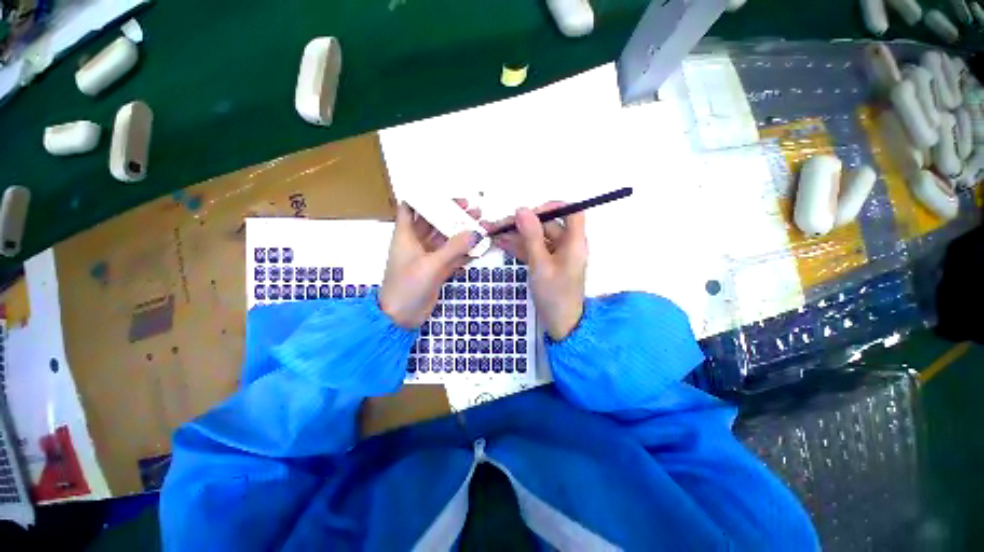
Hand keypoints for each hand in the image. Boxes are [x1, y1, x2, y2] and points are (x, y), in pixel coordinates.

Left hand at [380, 202, 482, 328]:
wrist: (402, 317)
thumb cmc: (407, 286)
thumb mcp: (431, 265)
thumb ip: (454, 248)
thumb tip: (475, 233)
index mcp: (406, 236)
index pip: (410, 209)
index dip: (422, 198)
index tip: (441, 192)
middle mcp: (417, 243)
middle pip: (434, 222)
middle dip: (451, 213)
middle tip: (471, 207)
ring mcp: (429, 257)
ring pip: (446, 239)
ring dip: (461, 232)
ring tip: (479, 222)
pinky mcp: (438, 270)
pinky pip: (453, 256)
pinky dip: (465, 251)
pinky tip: (479, 245)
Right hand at [486, 203, 586, 340]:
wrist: (560, 324)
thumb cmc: (555, 295)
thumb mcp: (541, 265)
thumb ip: (531, 236)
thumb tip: (522, 209)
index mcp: (574, 242)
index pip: (571, 211)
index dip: (552, 207)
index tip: (529, 212)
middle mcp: (567, 244)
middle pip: (547, 225)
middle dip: (523, 223)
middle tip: (499, 225)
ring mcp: (555, 254)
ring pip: (536, 237)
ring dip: (516, 235)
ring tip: (493, 233)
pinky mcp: (546, 263)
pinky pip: (533, 249)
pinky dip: (518, 247)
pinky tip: (501, 243)